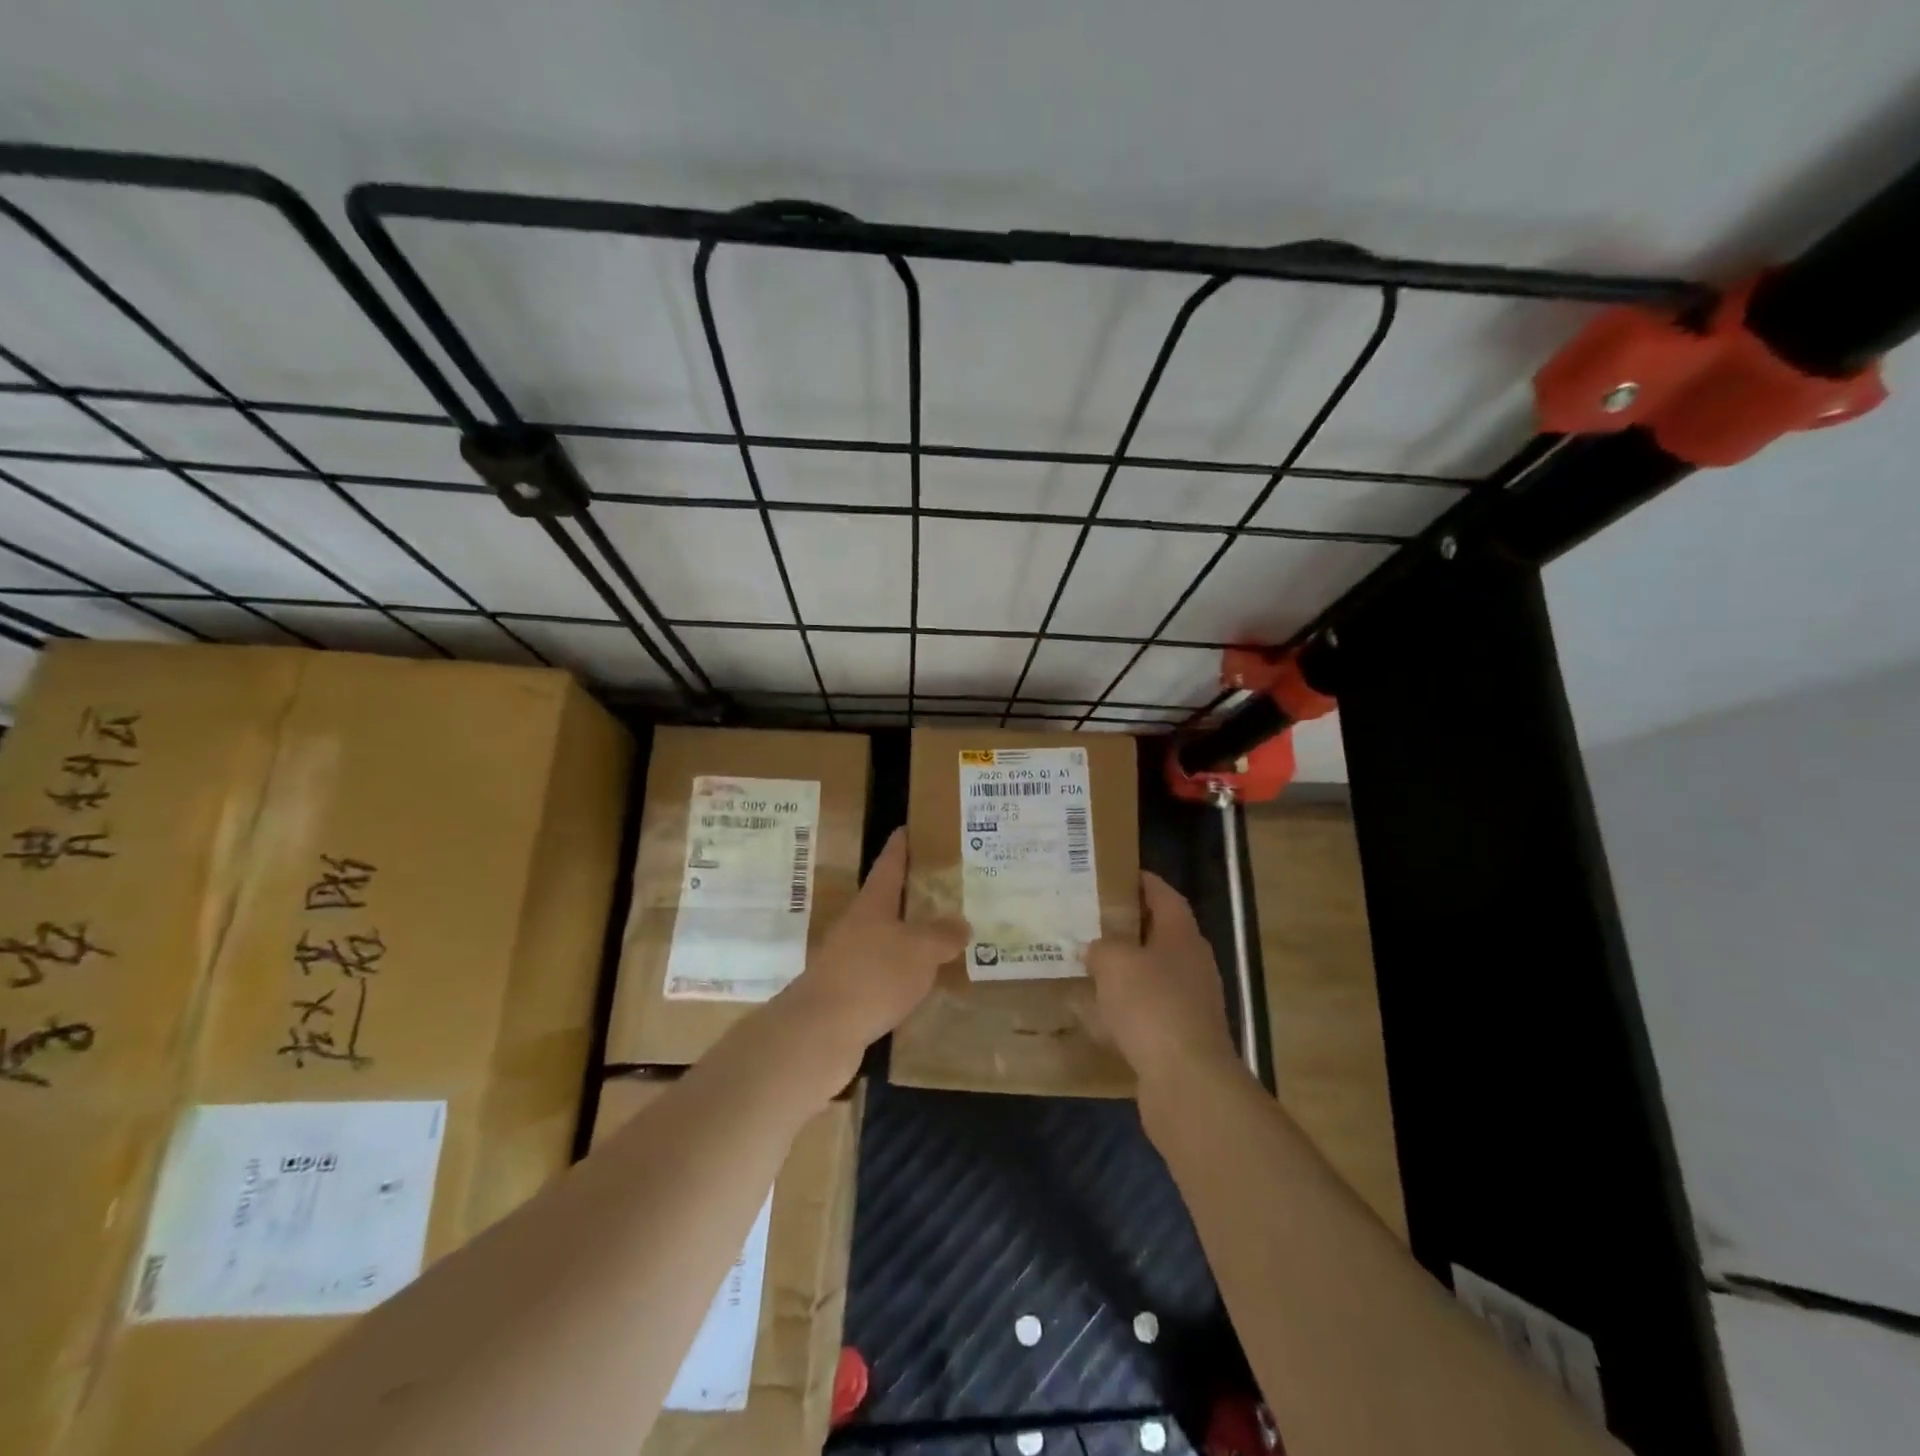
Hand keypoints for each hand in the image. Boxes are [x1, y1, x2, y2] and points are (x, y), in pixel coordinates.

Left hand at [777, 827, 968, 1081]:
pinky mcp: (847, 992)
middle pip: (885, 903)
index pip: (888, 866)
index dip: (899, 847)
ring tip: (941, 939)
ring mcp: (847, 960)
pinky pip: (881, 973)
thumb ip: (942, 935)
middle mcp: (856, 926)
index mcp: (872, 905)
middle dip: (911, 895)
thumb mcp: (919, 951)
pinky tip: (919, 985)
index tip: (906, 829)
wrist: (819, 1032)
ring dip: (908, 938)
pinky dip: (901, 973)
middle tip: (942, 888)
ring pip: (884, 940)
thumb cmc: (872, 976)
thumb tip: (962, 923)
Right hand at [1086, 871, 1236, 1089]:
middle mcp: (1192, 962)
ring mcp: (1191, 1001)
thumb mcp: (1114, 962)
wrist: (1186, 1080)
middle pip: (1159, 932)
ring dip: (1126, 968)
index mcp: (1181, 935)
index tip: (1113, 875)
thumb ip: (1101, 947)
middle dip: (1127, 925)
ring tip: (1090, 963)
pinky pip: (1150, 1009)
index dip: (1142, 882)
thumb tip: (1095, 948)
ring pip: (1153, 972)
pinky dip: (1128, 1006)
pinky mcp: (1182, 1035)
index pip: (1164, 895)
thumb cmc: (1151, 1005)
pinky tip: (1100, 1011)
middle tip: (1091, 919)